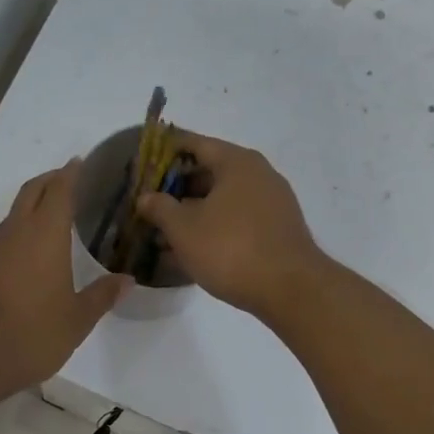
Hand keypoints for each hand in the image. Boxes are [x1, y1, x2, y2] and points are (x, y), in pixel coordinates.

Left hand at [0, 159, 129, 401]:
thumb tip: (126, 280)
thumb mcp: (76, 320)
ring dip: (30, 209)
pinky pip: (0, 240)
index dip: (70, 174)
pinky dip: (16, 236)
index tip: (79, 162)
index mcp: (45, 235)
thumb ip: (101, 296)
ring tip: (50, 221)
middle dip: (49, 181)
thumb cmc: (30, 332)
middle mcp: (15, 232)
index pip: (59, 190)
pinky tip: (25, 257)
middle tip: (66, 180)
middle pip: (31, 192)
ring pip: (13, 216)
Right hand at [135, 132, 325, 321]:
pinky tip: (193, 249)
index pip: (194, 144)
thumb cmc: (231, 249)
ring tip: (165, 231)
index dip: (166, 151)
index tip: (143, 164)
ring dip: (193, 211)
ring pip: (222, 199)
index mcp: (236, 162)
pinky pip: (237, 218)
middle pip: (209, 171)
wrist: (291, 290)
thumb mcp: (184, 229)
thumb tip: (146, 197)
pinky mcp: (276, 229)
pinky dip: (213, 226)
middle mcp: (258, 174)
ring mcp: (272, 202)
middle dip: (177, 188)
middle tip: (149, 203)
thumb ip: (160, 208)